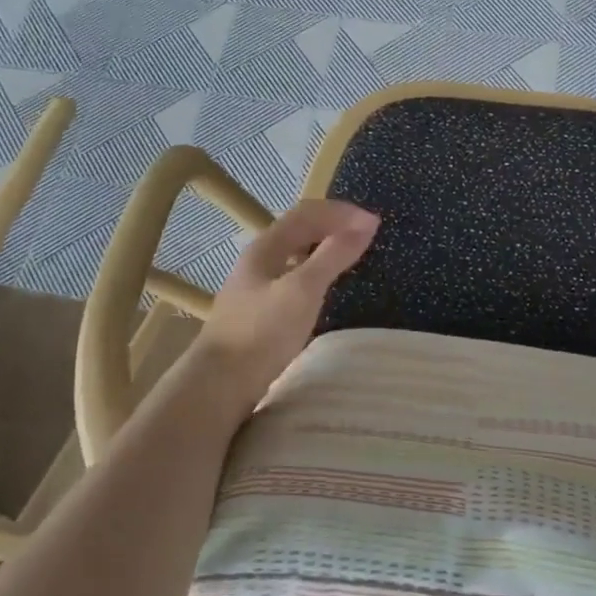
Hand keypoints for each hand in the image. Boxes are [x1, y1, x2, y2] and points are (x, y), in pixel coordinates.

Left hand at [190, 199, 378, 408]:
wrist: (220, 384)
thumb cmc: (262, 332)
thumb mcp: (303, 290)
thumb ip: (333, 255)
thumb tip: (365, 224)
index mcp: (266, 247)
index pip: (307, 213)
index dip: (341, 212)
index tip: (374, 223)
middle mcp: (258, 260)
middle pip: (299, 230)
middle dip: (334, 225)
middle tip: (366, 235)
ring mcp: (256, 287)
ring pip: (295, 254)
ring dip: (324, 248)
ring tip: (351, 256)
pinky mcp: (259, 312)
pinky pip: (293, 277)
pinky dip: (316, 272)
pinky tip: (324, 289)